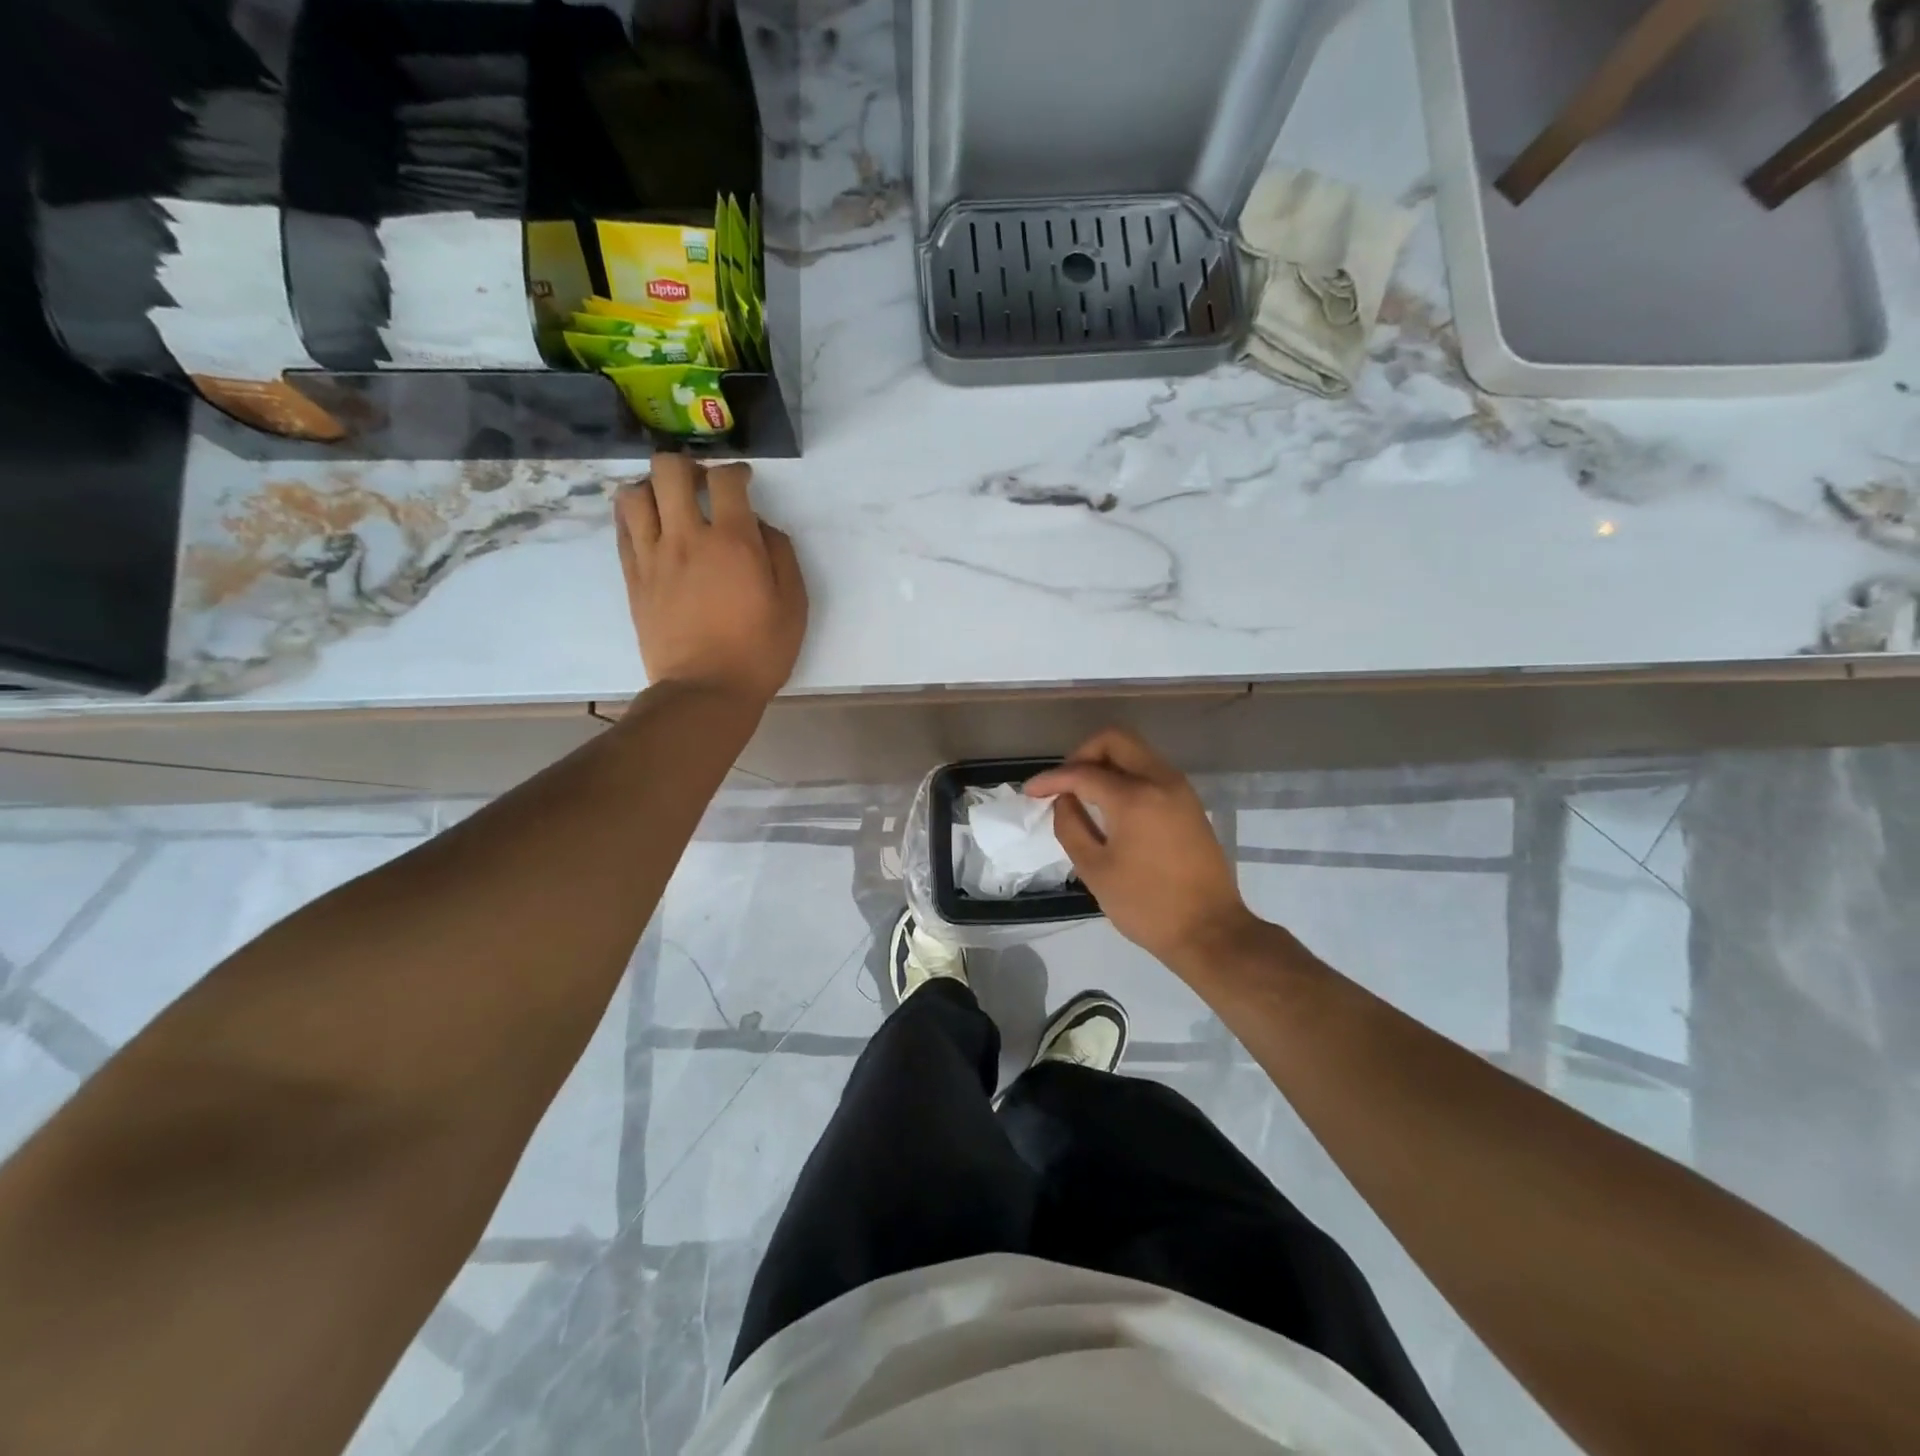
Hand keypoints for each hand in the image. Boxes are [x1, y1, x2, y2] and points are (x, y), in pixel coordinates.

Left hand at [616, 455, 807, 703]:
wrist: (706, 691)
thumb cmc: (760, 652)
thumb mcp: (793, 605)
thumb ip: (781, 556)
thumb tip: (762, 527)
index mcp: (733, 542)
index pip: (726, 481)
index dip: (736, 472)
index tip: (743, 481)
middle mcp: (687, 538)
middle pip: (669, 471)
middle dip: (687, 466)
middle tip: (701, 484)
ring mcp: (653, 557)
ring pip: (634, 494)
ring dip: (653, 487)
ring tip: (669, 503)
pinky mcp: (634, 578)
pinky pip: (623, 529)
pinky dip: (635, 516)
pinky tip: (651, 527)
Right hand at [1026, 728, 1256, 971]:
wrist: (1209, 930)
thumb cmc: (1145, 904)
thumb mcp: (1095, 869)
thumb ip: (1071, 826)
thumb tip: (1063, 800)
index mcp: (1134, 797)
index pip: (1083, 772)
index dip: (1052, 779)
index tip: (1030, 792)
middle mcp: (1161, 780)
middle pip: (1115, 740)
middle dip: (1082, 754)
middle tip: (1064, 783)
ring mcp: (1180, 789)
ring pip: (1136, 752)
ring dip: (1106, 763)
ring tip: (1083, 795)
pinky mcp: (1190, 803)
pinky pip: (1151, 772)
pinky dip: (1126, 776)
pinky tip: (1111, 806)